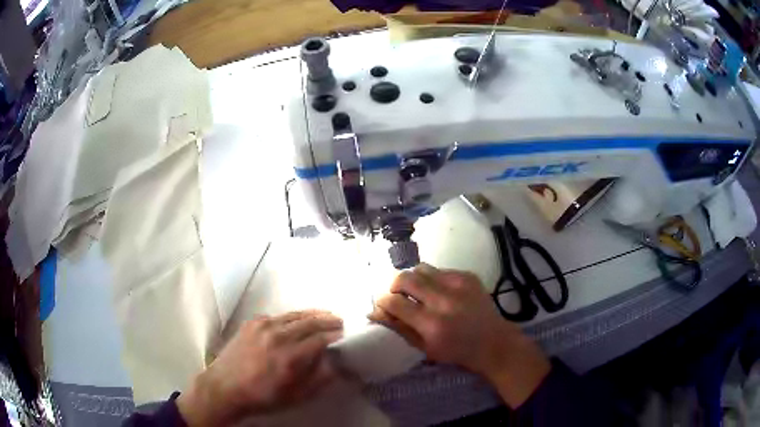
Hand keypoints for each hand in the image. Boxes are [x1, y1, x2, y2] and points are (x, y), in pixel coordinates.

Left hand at [177, 310, 342, 425]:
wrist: (225, 387)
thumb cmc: (263, 396)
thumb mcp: (295, 396)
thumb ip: (319, 379)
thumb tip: (337, 364)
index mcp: (290, 356)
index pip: (320, 339)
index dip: (335, 336)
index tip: (345, 336)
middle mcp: (278, 335)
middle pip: (310, 322)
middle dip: (328, 320)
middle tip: (340, 321)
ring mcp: (263, 325)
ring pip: (294, 315)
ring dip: (312, 314)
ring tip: (325, 314)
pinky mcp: (252, 322)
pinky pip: (278, 316)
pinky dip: (292, 317)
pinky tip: (296, 321)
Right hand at [369, 264, 549, 407]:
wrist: (493, 342)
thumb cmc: (456, 352)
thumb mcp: (424, 348)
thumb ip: (399, 328)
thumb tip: (375, 312)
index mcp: (431, 324)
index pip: (395, 302)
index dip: (383, 301)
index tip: (382, 304)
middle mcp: (444, 301)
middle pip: (405, 278)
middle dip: (394, 285)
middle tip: (397, 295)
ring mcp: (458, 285)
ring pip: (422, 268)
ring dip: (414, 279)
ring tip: (419, 292)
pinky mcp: (468, 276)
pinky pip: (440, 270)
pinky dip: (433, 279)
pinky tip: (439, 292)